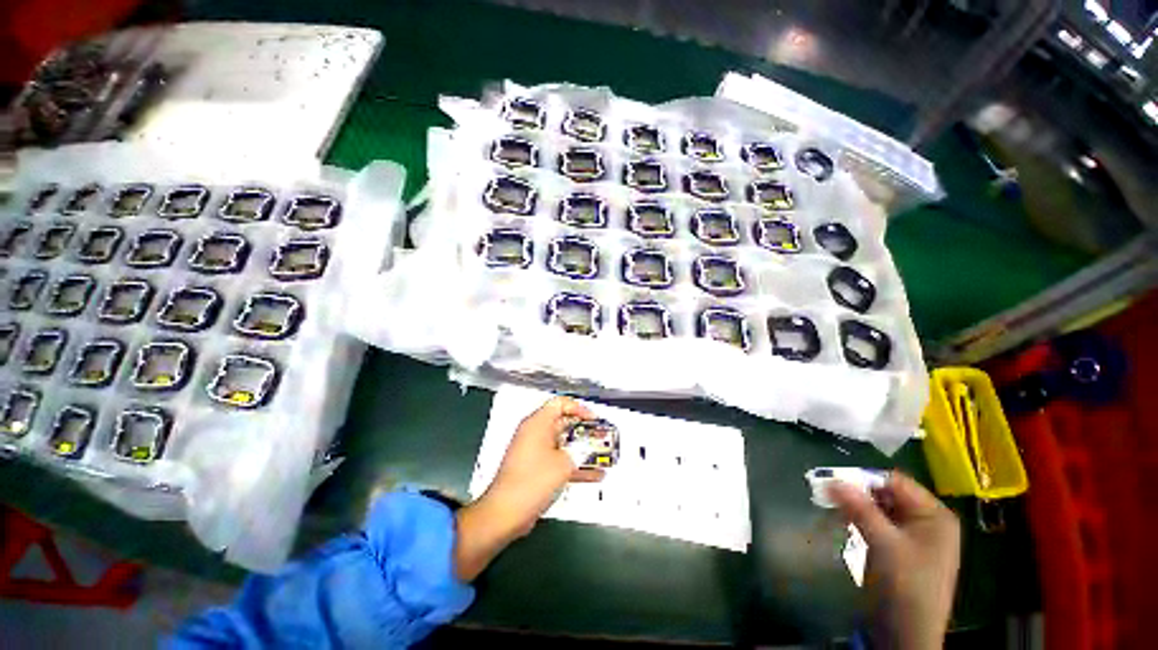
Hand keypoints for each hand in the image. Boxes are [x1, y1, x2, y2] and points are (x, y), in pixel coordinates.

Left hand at [454, 396, 604, 580]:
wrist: (506, 513)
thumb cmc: (533, 481)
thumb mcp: (564, 464)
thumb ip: (580, 452)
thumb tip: (589, 449)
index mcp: (538, 423)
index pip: (560, 403)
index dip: (580, 408)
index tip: (594, 420)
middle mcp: (534, 432)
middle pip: (563, 423)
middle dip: (584, 431)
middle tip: (601, 438)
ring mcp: (534, 451)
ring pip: (563, 444)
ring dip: (581, 450)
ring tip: (602, 456)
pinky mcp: (535, 467)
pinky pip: (558, 460)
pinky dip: (573, 465)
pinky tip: (593, 476)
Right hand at [829, 472, 959, 649]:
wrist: (908, 633)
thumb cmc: (905, 584)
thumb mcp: (882, 543)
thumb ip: (858, 508)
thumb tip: (831, 478)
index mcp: (934, 515)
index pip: (895, 482)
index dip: (864, 479)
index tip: (832, 481)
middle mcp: (928, 521)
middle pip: (887, 495)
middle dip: (858, 495)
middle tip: (829, 496)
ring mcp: (916, 537)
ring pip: (881, 510)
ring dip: (857, 509)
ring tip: (835, 512)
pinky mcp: (903, 550)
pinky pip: (880, 526)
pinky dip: (862, 522)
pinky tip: (846, 526)